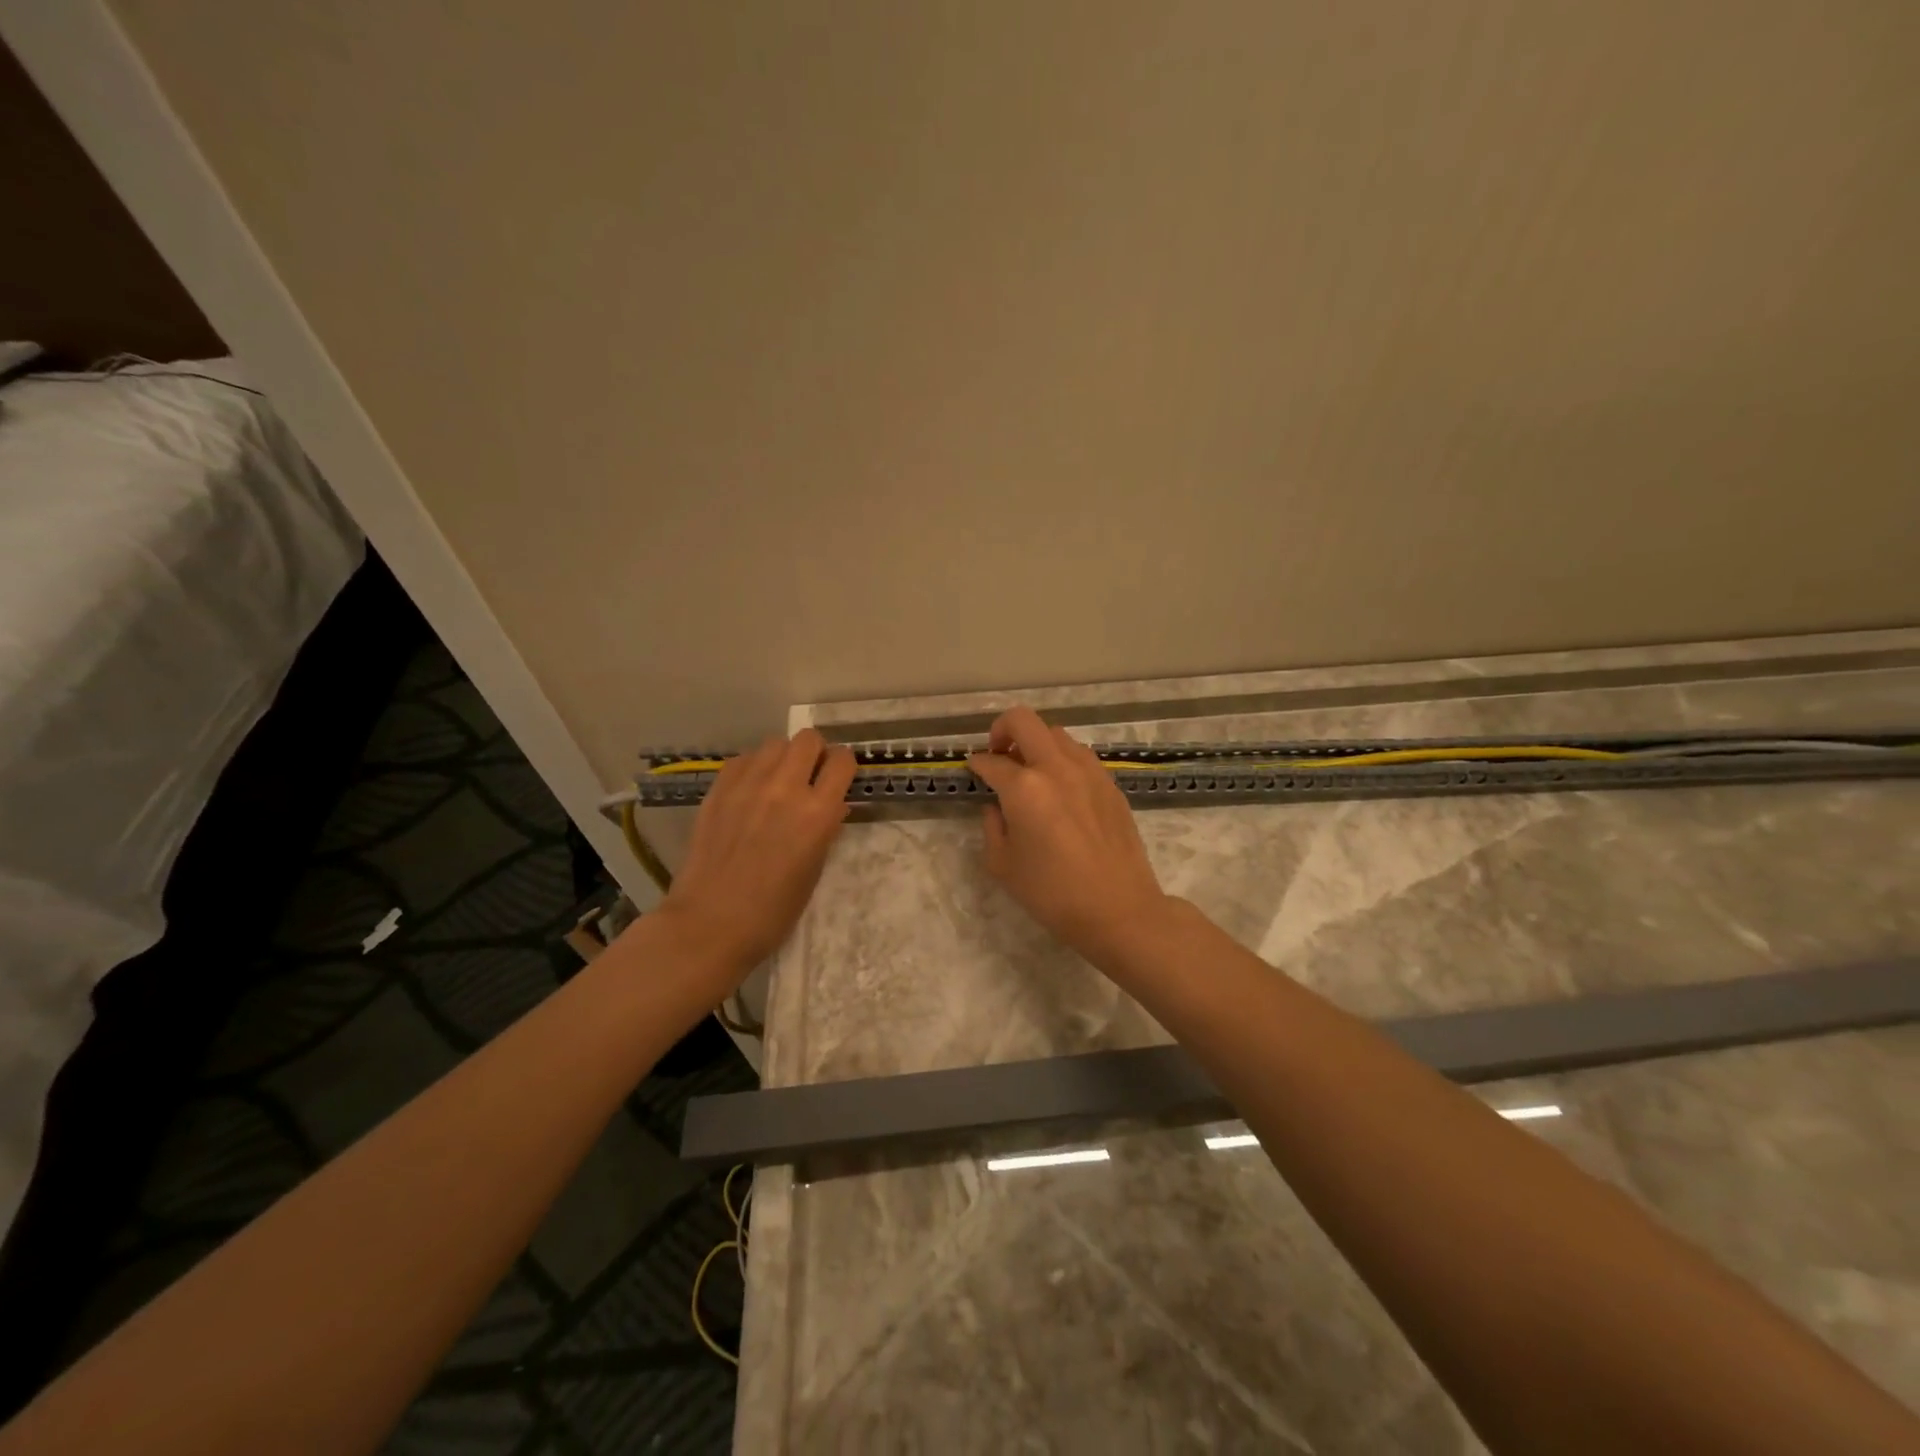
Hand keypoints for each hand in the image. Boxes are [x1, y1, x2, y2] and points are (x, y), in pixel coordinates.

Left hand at [657, 729, 856, 977]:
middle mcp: (785, 788)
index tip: (839, 779)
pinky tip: (750, 791)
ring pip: (775, 743)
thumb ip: (825, 830)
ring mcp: (748, 784)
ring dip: (784, 758)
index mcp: (817, 812)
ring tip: (778, 782)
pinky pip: (744, 759)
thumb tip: (832, 805)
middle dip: (815, 753)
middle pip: (808, 739)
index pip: (842, 761)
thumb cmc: (773, 911)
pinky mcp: (719, 789)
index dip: (843, 767)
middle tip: (810, 776)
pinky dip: (754, 768)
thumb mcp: (814, 870)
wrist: (710, 923)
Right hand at [968, 707, 1172, 966]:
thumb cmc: (1052, 893)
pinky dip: (1061, 760)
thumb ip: (992, 826)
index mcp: (1024, 787)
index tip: (974, 769)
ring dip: (1036, 743)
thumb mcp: (1003, 865)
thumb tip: (997, 806)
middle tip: (999, 755)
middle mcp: (1056, 767)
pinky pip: (1079, 755)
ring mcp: (1088, 771)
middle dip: (1002, 730)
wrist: (1118, 908)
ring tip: (1031, 773)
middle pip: (1024, 721)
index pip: (991, 762)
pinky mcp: (1109, 783)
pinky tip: (1060, 789)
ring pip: (1056, 733)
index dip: (977, 764)